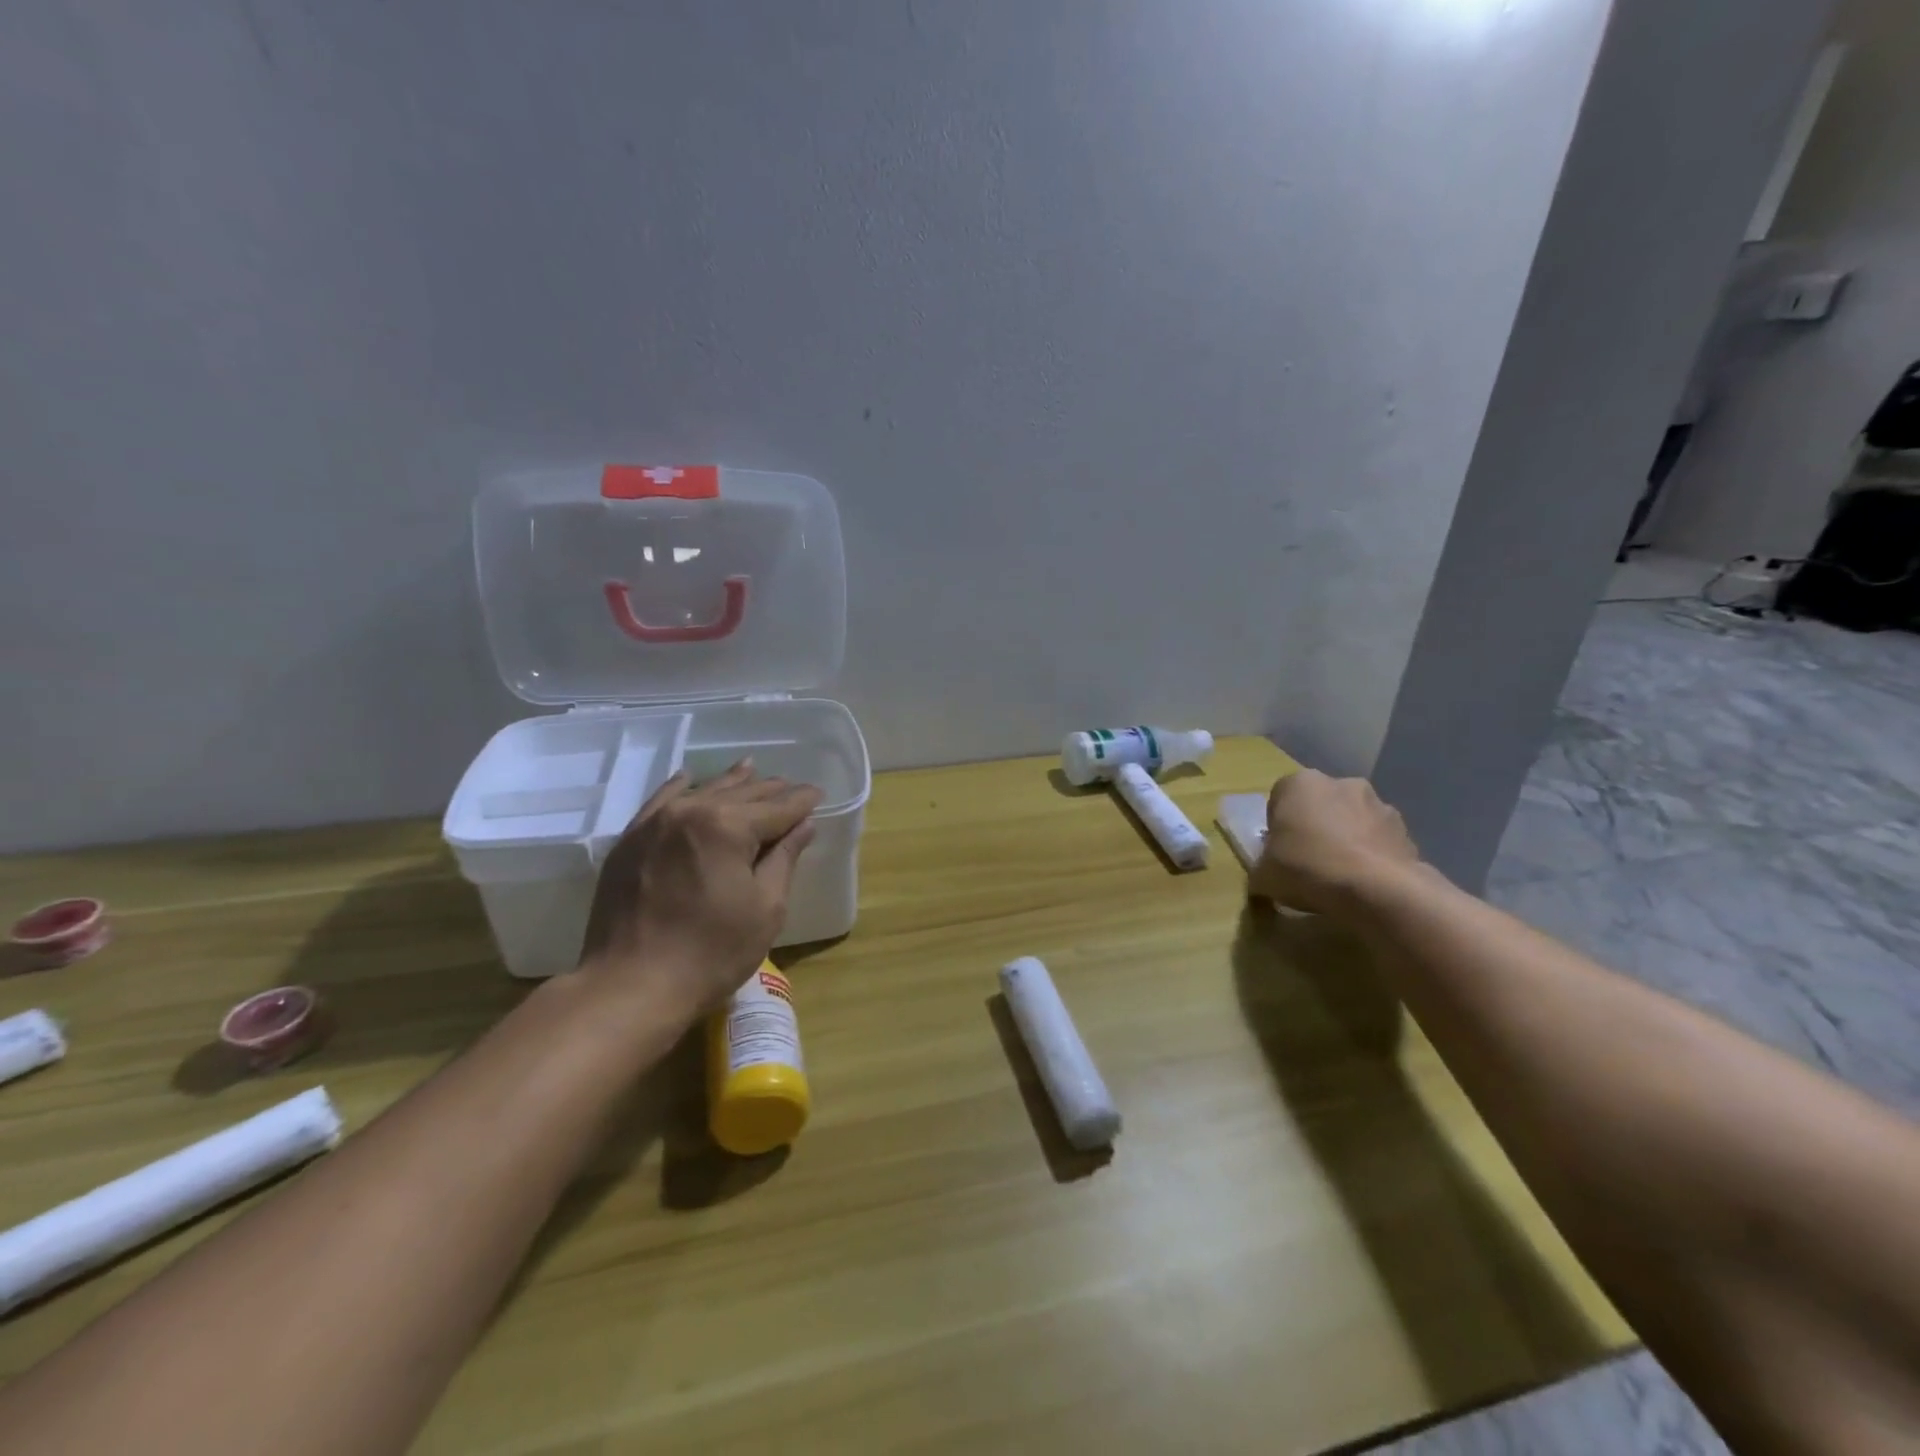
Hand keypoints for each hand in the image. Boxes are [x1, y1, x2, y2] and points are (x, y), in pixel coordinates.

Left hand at [578, 761, 821, 1023]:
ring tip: (752, 771)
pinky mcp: (630, 840)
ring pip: (702, 791)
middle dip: (771, 791)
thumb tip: (803, 825)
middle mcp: (691, 811)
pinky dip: (681, 788)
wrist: (629, 986)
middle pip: (742, 794)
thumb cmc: (711, 953)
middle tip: (792, 788)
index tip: (818, 793)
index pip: (778, 807)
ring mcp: (655, 823)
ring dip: (732, 784)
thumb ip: (784, 858)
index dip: (802, 801)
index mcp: (729, 826)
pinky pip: (660, 802)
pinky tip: (689, 779)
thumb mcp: (765, 908)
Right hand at [1248, 769, 1421, 917]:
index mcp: (1300, 783)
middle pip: (1320, 804)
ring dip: (1346, 839)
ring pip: (1352, 820)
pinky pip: (1379, 841)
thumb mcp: (1263, 875)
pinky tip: (1365, 884)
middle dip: (1315, 827)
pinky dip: (1371, 856)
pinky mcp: (1406, 830)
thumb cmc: (1307, 869)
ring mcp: (1379, 804)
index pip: (1280, 798)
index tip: (1278, 852)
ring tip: (1340, 877)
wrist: (1377, 890)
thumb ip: (1262, 867)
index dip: (1277, 826)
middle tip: (1307, 862)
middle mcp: (1341, 783)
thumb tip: (1266, 875)